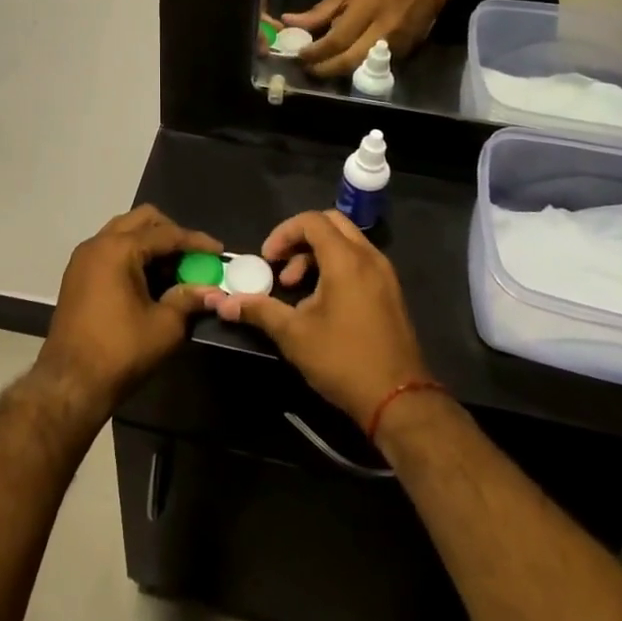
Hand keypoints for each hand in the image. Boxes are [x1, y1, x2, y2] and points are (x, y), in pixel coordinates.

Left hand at [34, 206, 221, 414]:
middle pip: (142, 220)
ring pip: (124, 232)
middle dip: (172, 233)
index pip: (166, 234)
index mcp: (119, 249)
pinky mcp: (77, 275)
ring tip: (174, 270)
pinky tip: (150, 280)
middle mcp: (98, 243)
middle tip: (193, 256)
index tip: (219, 251)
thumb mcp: (165, 326)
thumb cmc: (120, 351)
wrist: (70, 383)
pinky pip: (111, 250)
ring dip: (151, 244)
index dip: (196, 242)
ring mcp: (83, 258)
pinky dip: (133, 255)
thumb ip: (189, 299)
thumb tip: (213, 290)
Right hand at [209, 210, 430, 427]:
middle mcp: (369, 257)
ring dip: (317, 255)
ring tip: (296, 289)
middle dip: (300, 239)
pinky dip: (336, 267)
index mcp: (346, 259)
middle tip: (281, 266)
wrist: (398, 400)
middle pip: (331, 224)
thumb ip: (259, 310)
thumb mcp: (294, 335)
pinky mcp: (390, 292)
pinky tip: (321, 303)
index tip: (267, 259)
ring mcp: (384, 274)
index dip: (283, 233)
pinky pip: (359, 261)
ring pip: (346, 243)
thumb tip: (223, 303)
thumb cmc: (343, 359)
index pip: (311, 220)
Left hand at [286, 0, 440, 78]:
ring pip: (362, 68)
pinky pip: (375, 67)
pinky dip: (356, 68)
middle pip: (349, 61)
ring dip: (338, 72)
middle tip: (308, 68)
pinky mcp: (405, 54)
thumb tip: (289, 22)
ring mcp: (396, 44)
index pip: (337, 39)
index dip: (316, 52)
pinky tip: (343, 64)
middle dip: (324, 69)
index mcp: (366, 8)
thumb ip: (319, 11)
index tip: (300, 55)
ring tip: (322, 68)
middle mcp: (382, 29)